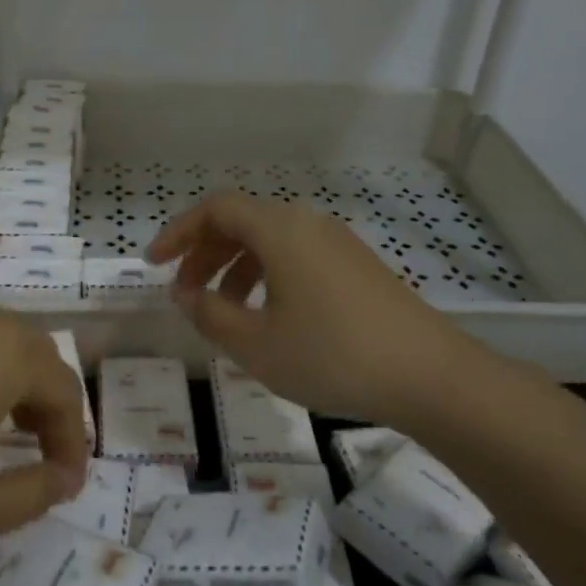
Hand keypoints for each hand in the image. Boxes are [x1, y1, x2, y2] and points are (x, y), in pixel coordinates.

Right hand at [146, 191, 488, 424]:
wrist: (431, 376)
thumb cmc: (332, 355)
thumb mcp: (256, 344)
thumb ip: (209, 314)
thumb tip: (183, 293)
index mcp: (279, 230)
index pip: (215, 209)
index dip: (178, 232)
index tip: (154, 264)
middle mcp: (307, 223)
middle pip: (242, 221)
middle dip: (204, 252)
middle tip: (183, 290)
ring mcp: (337, 243)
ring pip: (269, 240)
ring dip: (235, 267)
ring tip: (221, 309)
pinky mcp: (356, 265)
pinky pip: (296, 255)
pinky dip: (267, 275)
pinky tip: (267, 315)